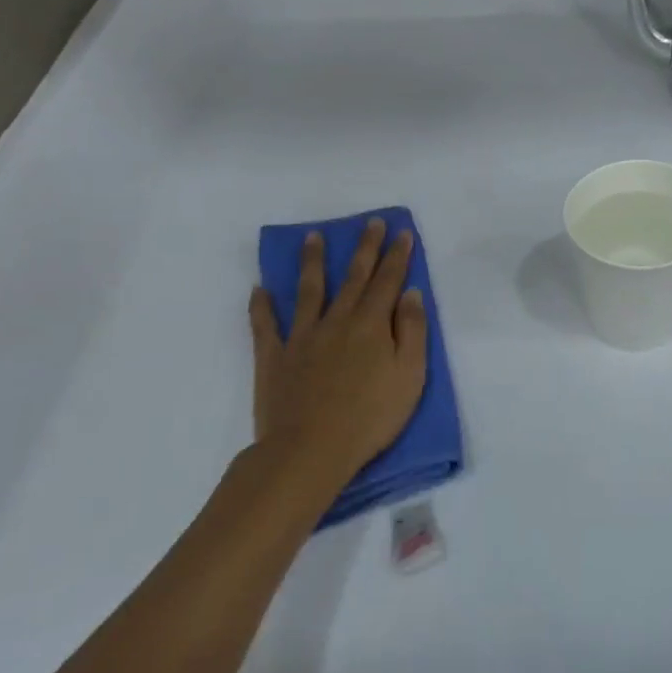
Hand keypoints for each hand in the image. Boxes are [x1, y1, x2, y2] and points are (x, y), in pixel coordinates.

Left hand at [249, 219, 427, 485]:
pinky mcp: (274, 358)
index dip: (397, 256)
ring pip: (309, 291)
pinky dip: (261, 306)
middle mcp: (337, 321)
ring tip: (313, 237)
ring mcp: (302, 337)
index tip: (401, 232)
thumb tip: (410, 293)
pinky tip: (259, 289)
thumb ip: (412, 332)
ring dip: (313, 262)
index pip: (388, 281)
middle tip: (370, 222)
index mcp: (371, 325)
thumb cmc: (370, 417)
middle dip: (364, 248)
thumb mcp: (409, 376)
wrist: (310, 450)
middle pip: (353, 277)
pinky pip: (266, 326)